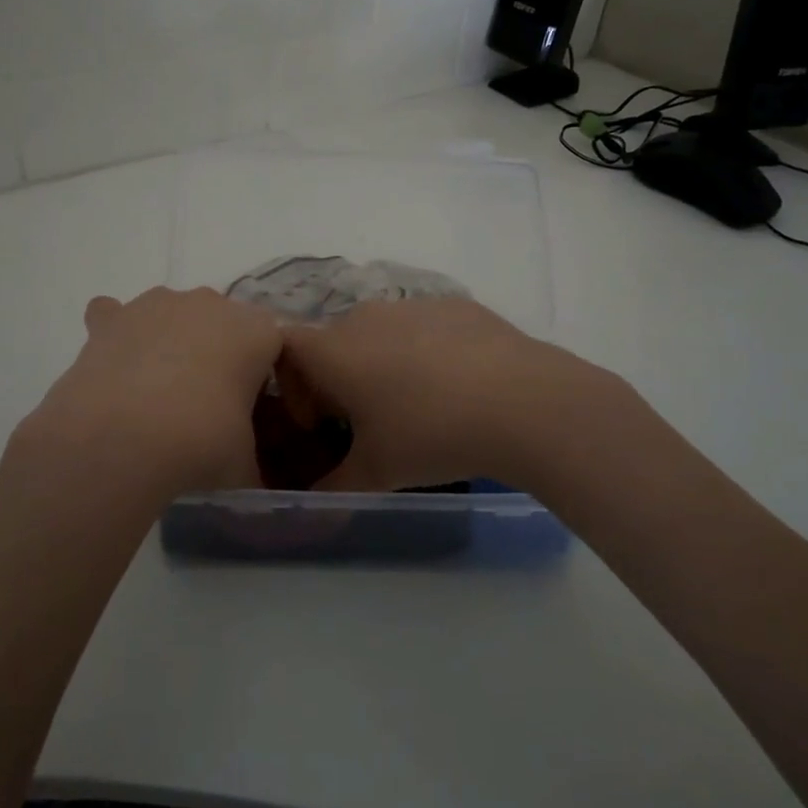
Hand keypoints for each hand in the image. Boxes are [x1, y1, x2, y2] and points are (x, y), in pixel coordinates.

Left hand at [13, 287, 283, 507]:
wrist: (120, 440)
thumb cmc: (200, 443)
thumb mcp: (244, 464)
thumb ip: (253, 462)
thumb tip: (250, 480)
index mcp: (256, 331)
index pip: (274, 343)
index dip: (266, 377)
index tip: (255, 413)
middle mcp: (210, 304)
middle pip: (223, 324)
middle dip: (218, 354)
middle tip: (208, 404)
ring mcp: (157, 304)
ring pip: (172, 314)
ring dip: (170, 340)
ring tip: (159, 391)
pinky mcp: (111, 317)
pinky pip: (116, 315)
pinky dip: (118, 335)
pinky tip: (116, 366)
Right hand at [278, 298, 603, 491]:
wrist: (523, 401)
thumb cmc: (432, 434)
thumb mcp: (376, 473)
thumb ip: (331, 487)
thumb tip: (311, 503)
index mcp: (334, 350)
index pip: (285, 350)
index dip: (293, 387)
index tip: (322, 424)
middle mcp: (364, 316)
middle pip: (332, 343)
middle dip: (337, 380)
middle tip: (368, 423)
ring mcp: (411, 304)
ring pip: (378, 333)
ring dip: (380, 364)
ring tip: (417, 405)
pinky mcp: (453, 304)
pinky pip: (420, 327)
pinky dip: (422, 351)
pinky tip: (456, 385)